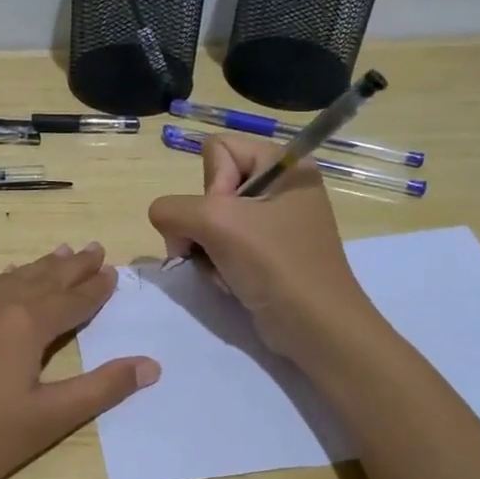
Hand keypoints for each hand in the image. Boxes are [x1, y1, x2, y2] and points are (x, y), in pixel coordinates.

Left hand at [0, 243, 158, 478]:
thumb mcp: (46, 420)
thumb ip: (100, 389)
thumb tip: (150, 364)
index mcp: (25, 323)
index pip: (72, 299)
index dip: (96, 287)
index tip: (113, 271)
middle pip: (41, 279)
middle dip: (71, 266)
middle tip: (93, 249)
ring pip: (8, 280)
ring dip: (37, 268)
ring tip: (57, 254)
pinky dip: (2, 282)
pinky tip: (1, 284)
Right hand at [148, 135, 375, 361]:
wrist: (315, 329)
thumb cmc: (275, 264)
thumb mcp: (216, 224)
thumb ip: (172, 209)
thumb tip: (164, 220)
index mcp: (284, 164)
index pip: (217, 149)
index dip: (211, 185)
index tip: (227, 218)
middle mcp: (280, 187)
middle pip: (210, 188)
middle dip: (203, 225)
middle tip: (219, 248)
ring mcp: (274, 222)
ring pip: (210, 221)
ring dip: (206, 249)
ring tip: (225, 271)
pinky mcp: (267, 252)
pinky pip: (222, 245)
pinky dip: (217, 264)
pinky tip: (230, 282)